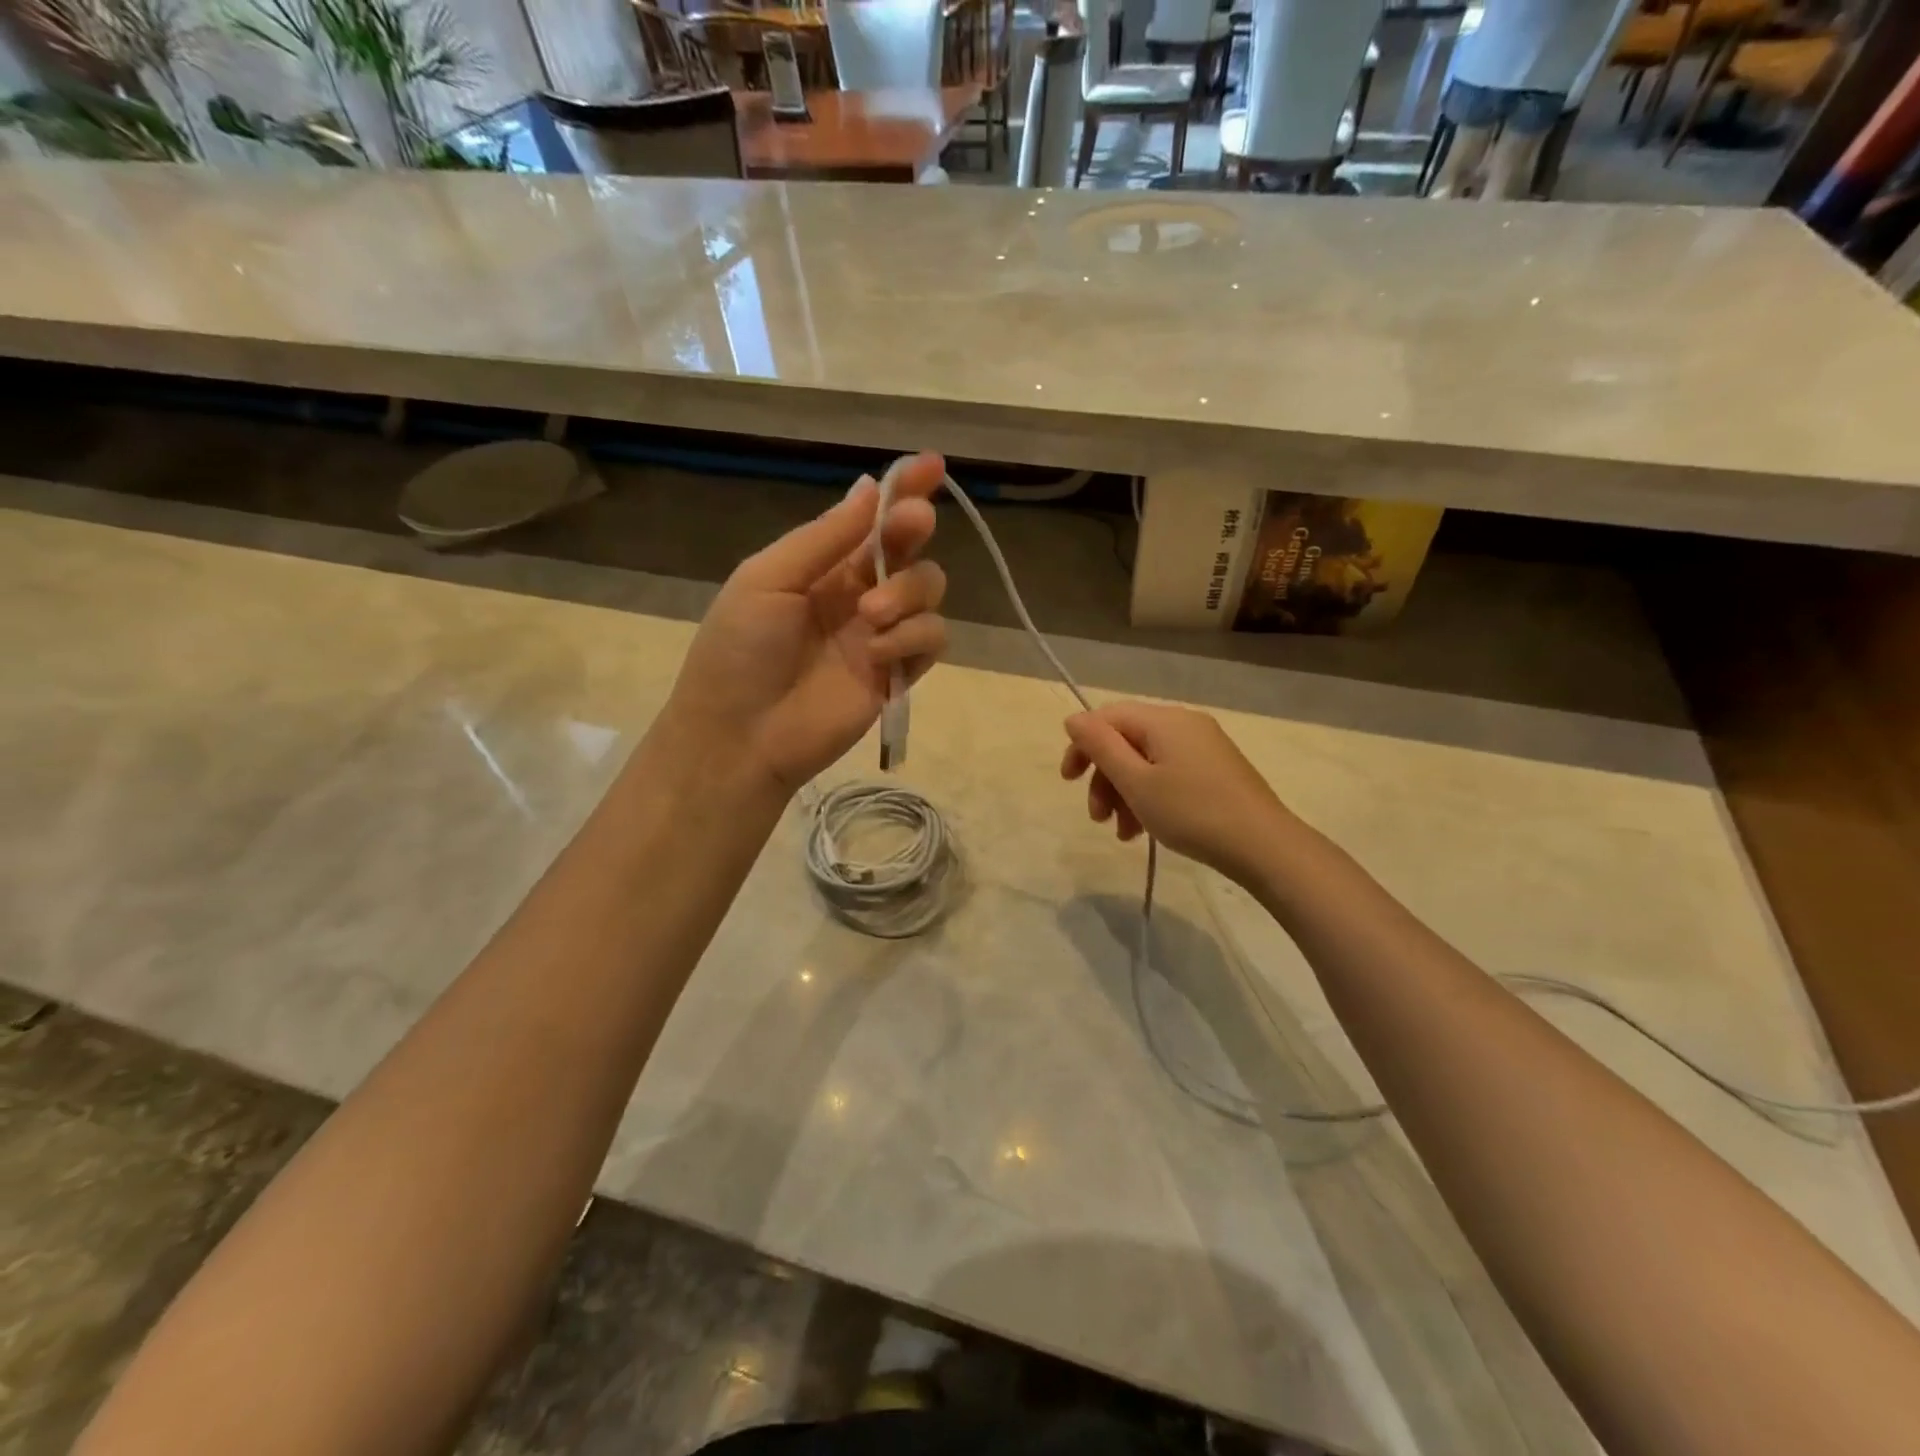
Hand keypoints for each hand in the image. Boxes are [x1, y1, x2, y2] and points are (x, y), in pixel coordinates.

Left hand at [661, 454, 948, 795]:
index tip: (930, 465)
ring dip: (908, 592)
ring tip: (870, 616)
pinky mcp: (898, 673)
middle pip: (910, 548)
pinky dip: (912, 637)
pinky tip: (877, 652)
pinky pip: (931, 639)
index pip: (872, 520)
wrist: (741, 734)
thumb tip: (870, 487)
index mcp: (823, 566)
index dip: (903, 491)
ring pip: (929, 590)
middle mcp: (858, 593)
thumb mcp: (767, 580)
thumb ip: (824, 538)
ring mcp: (881, 634)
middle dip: (914, 529)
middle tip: (910, 525)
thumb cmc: (739, 651)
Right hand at [1060, 702, 1290, 883]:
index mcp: (1164, 720)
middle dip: (1105, 778)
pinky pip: (1169, 774)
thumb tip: (1073, 719)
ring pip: (1146, 762)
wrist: (1264, 846)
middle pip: (1126, 741)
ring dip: (1125, 794)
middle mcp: (1184, 724)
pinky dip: (1150, 797)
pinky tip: (1144, 831)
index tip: (1069, 781)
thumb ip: (1101, 747)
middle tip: (1097, 817)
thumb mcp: (1137, 782)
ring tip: (1122, 833)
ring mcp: (1203, 747)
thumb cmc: (1192, 812)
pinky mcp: (1215, 770)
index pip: (1107, 717)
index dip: (1082, 745)